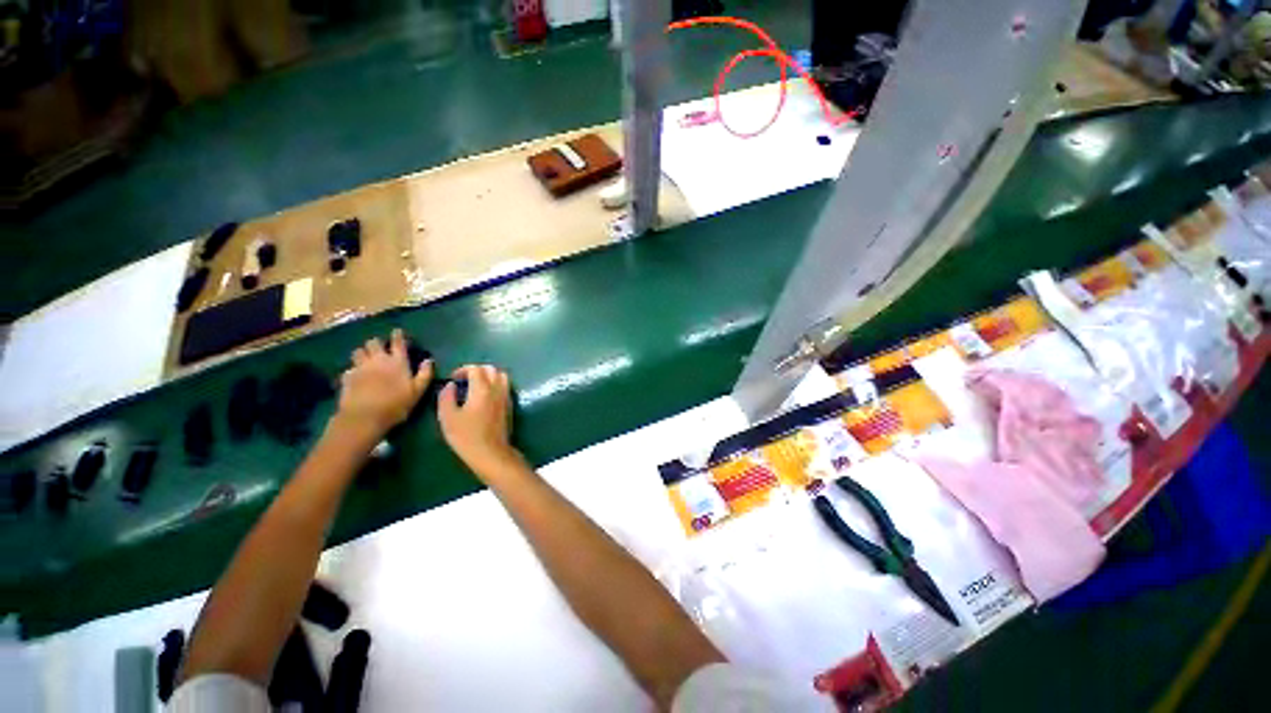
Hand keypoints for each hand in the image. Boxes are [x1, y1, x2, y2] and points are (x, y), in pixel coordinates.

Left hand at [335, 329, 432, 439]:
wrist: (364, 417)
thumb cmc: (396, 404)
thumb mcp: (417, 391)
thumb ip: (425, 374)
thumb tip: (429, 360)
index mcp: (397, 362)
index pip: (398, 343)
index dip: (398, 335)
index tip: (397, 331)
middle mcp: (378, 360)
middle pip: (373, 343)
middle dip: (376, 343)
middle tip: (380, 349)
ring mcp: (360, 367)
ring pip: (358, 351)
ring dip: (362, 353)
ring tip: (366, 359)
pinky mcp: (347, 377)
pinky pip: (349, 367)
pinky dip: (353, 369)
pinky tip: (356, 376)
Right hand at [438, 364, 520, 477]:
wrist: (491, 452)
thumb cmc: (467, 436)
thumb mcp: (448, 417)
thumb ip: (446, 397)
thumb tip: (450, 385)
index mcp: (482, 389)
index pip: (476, 369)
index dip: (463, 370)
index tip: (453, 378)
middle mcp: (497, 389)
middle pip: (491, 369)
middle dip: (477, 370)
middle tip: (465, 379)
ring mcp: (506, 396)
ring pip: (502, 376)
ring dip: (489, 375)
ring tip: (476, 385)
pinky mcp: (509, 405)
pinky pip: (505, 386)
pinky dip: (496, 384)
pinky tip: (485, 396)